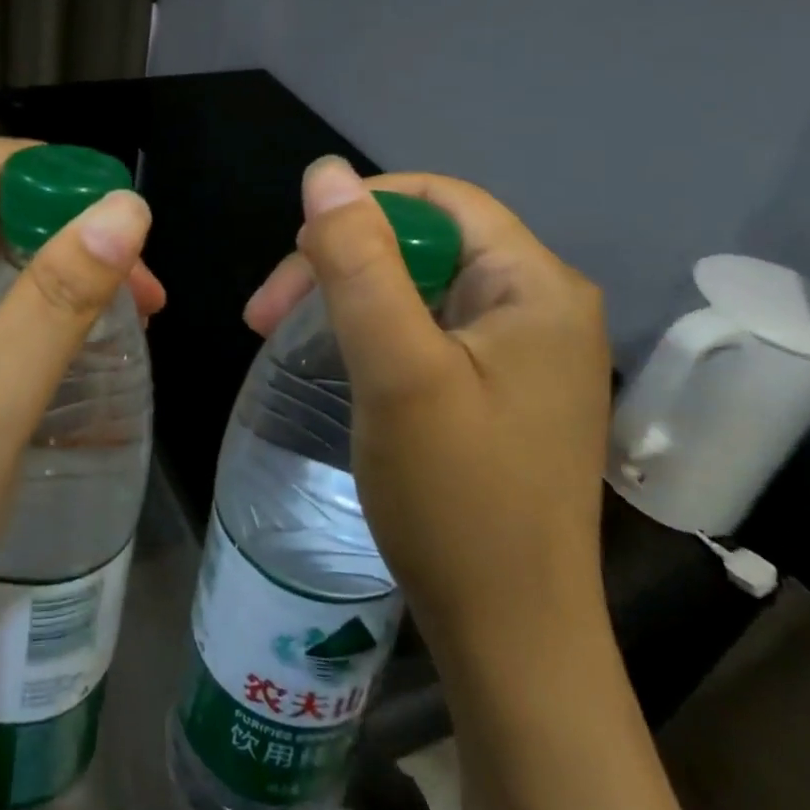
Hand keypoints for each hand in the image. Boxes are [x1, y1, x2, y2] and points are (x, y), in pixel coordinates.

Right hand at [244, 157, 610, 665]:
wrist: (510, 638)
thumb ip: (359, 263)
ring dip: (348, 298)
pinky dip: (374, 333)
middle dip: (341, 262)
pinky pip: (429, 329)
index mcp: (535, 285)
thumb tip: (324, 172)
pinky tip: (339, 360)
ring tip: (285, 335)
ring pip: (420, 287)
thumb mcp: (396, 369)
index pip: (439, 199)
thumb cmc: (456, 499)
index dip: (360, 208)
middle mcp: (541, 305)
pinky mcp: (502, 390)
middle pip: (425, 243)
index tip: (295, 257)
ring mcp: (525, 352)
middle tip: (268, 314)